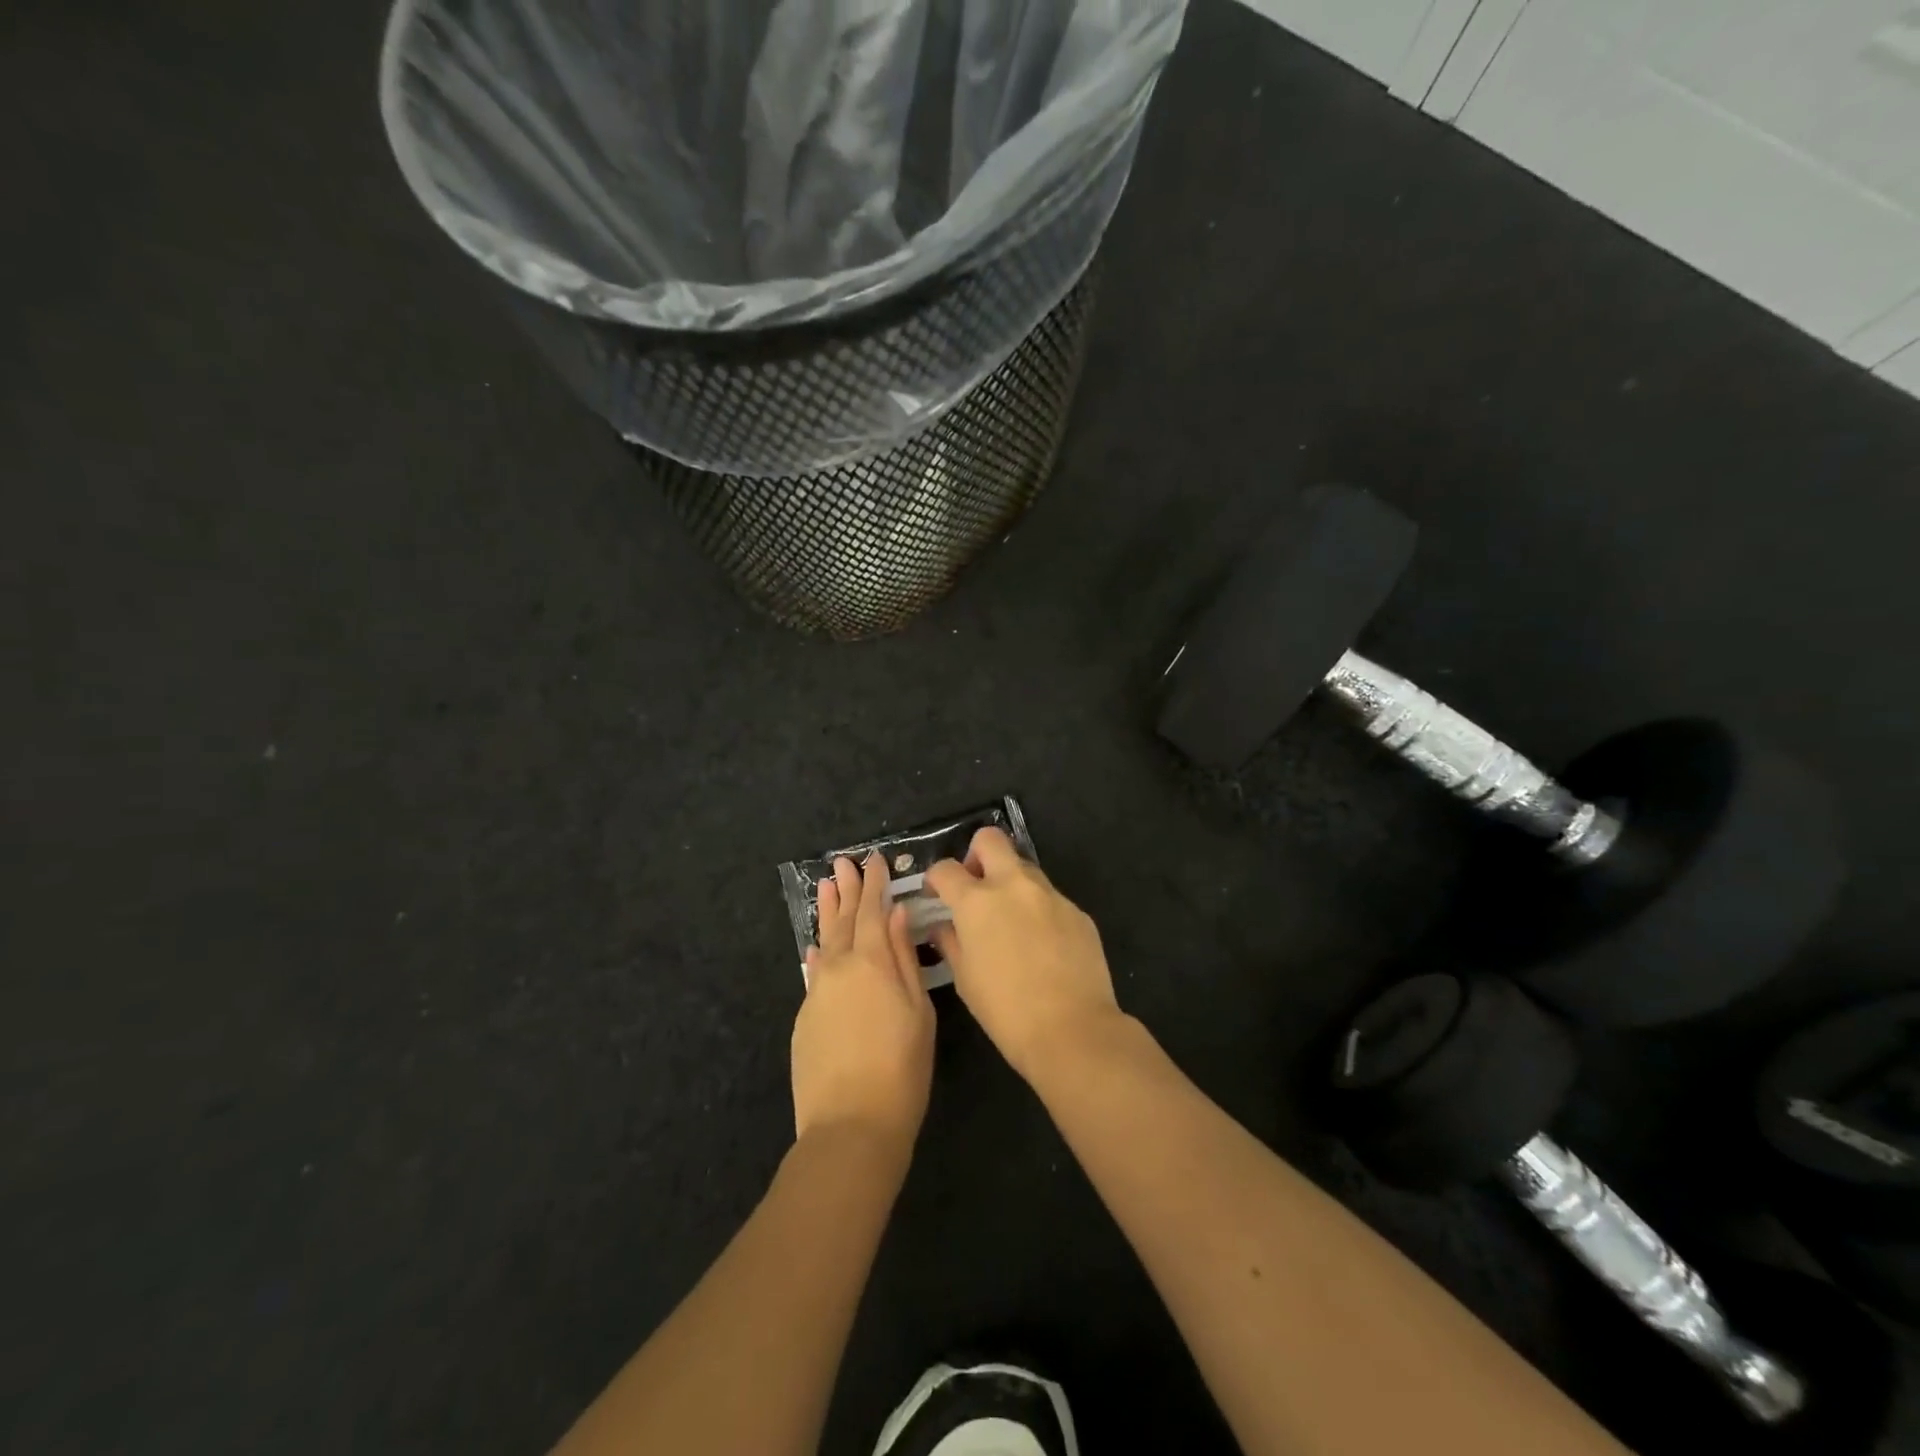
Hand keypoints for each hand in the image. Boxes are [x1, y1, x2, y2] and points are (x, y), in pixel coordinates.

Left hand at [791, 853, 936, 1151]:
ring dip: (826, 913)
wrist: (851, 1126)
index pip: (873, 910)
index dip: (874, 884)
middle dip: (846, 889)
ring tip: (825, 886)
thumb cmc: (902, 1068)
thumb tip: (897, 915)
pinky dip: (818, 953)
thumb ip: (905, 958)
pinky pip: (813, 973)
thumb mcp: (918, 1011)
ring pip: (823, 942)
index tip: (873, 860)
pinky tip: (815, 948)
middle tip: (842, 862)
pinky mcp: (805, 1018)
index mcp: (873, 962)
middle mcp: (839, 968)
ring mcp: (817, 993)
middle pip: (844, 919)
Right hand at [926, 828, 1122, 1081]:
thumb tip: (942, 926)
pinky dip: (1038, 910)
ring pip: (1024, 867)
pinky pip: (1050, 898)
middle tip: (975, 887)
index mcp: (977, 902)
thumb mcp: (965, 979)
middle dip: (976, 855)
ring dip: (1010, 882)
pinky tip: (1041, 945)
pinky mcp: (1077, 911)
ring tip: (1009, 921)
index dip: (935, 878)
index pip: (946, 869)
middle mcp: (1014, 886)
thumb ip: (950, 942)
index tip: (936, 894)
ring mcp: (1050, 895)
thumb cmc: (1006, 1011)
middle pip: (990, 840)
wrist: (1073, 1030)